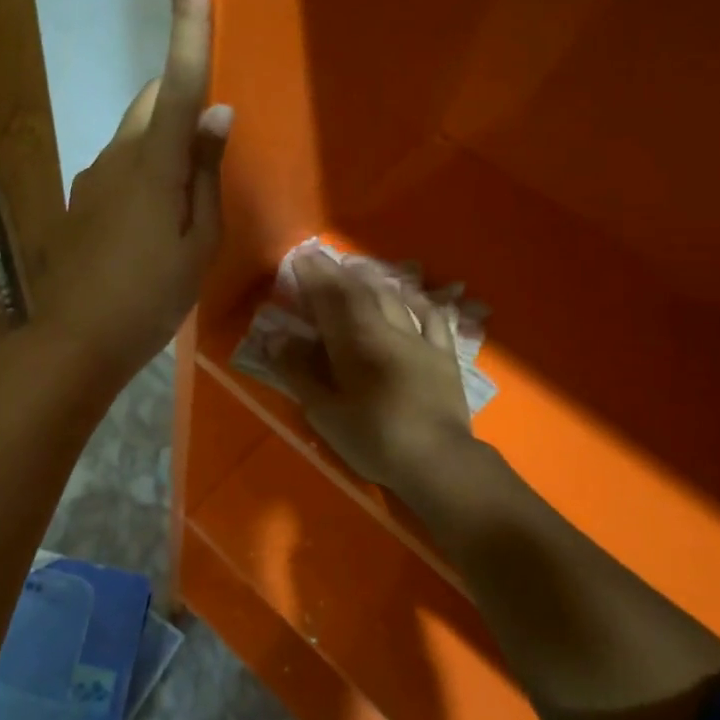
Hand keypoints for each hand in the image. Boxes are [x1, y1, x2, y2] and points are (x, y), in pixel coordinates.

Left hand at [36, 0, 231, 379]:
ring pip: (134, 135)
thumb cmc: (150, 297)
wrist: (76, 340)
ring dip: (161, 146)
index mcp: (155, 164)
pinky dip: (141, 173)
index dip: (186, 18)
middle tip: (205, 149)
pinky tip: (148, 225)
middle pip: (152, 101)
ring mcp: (91, 176)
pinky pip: (119, 166)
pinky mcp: (78, 198)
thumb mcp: (198, 243)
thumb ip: (206, 173)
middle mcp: (117, 155)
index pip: (181, 79)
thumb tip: (217, 114)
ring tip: (180, 205)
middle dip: (179, 101)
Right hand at [275, 252, 476, 494]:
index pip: (331, 299)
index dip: (314, 276)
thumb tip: (275, 336)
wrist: (438, 462)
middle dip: (338, 272)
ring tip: (357, 267)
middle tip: (321, 257)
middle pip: (361, 293)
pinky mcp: (443, 355)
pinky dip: (417, 300)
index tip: (300, 257)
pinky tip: (409, 294)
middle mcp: (388, 331)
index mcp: (356, 343)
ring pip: (395, 298)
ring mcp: (420, 340)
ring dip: (373, 279)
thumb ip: (299, 371)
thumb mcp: (325, 412)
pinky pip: (431, 317)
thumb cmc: (374, 439)